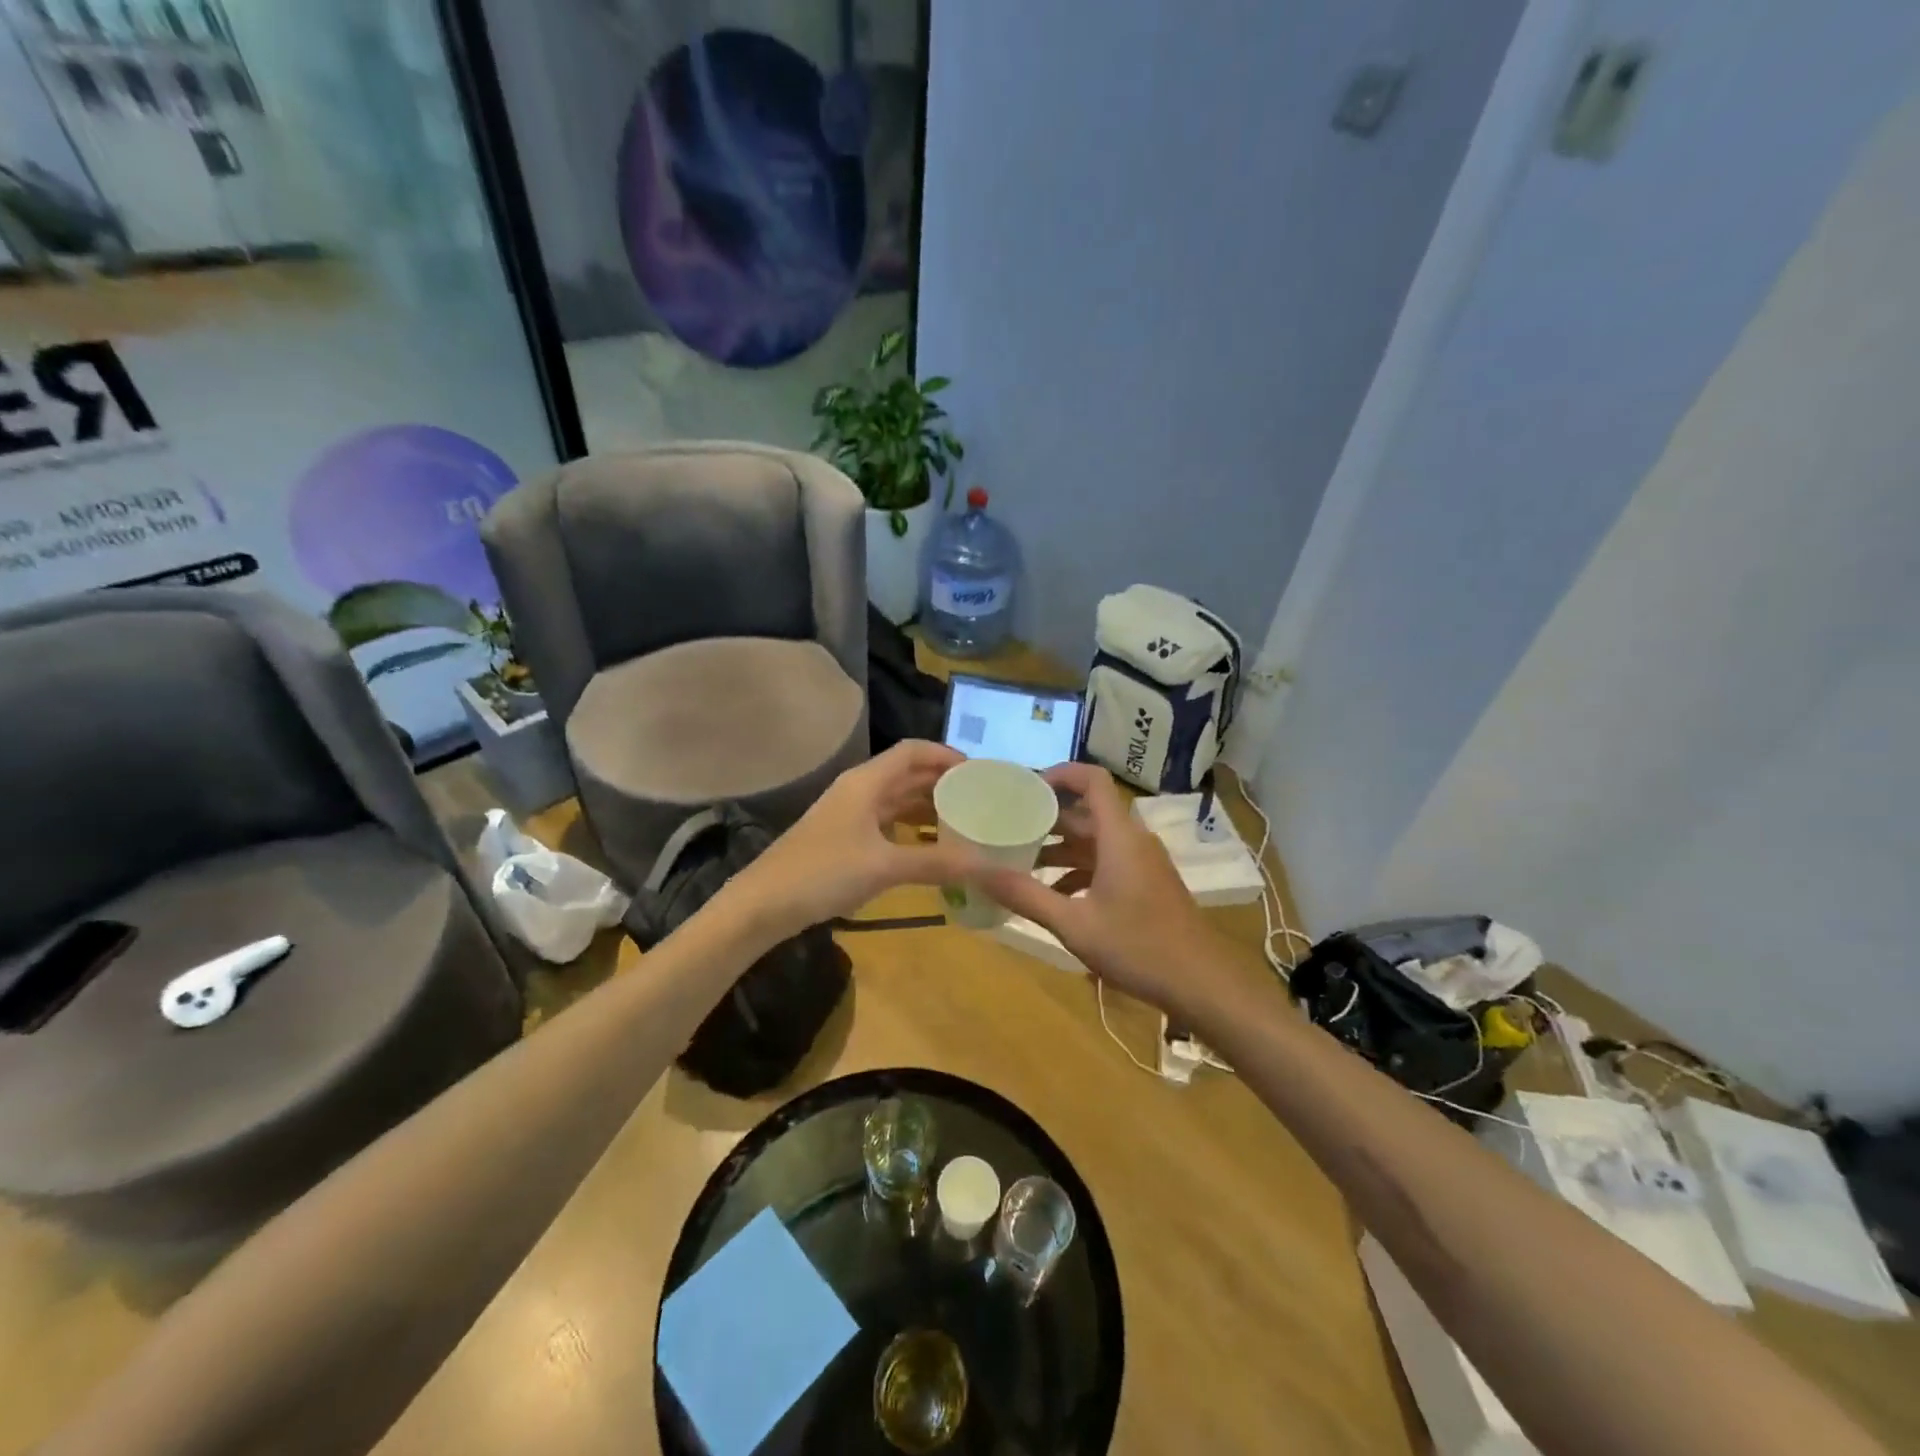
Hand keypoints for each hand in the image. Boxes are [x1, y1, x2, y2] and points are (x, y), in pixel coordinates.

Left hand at [728, 741, 983, 937]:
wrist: (763, 903)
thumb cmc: (823, 872)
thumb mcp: (884, 866)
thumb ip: (938, 863)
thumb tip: (992, 866)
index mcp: (867, 782)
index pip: (914, 752)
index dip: (947, 755)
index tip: (980, 773)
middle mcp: (860, 790)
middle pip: (908, 774)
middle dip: (944, 783)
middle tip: (982, 800)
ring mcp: (850, 815)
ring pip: (898, 801)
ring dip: (929, 808)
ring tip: (966, 823)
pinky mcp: (845, 839)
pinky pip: (888, 824)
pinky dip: (912, 830)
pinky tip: (932, 849)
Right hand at [980, 762, 1235, 1012]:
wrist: (1203, 984)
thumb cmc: (1138, 948)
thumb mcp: (1074, 924)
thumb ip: (1025, 896)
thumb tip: (976, 872)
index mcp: (1119, 837)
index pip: (1092, 780)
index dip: (1059, 773)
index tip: (1024, 788)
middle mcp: (1133, 841)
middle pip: (1088, 812)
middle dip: (1048, 817)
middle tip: (1008, 826)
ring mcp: (1143, 863)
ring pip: (1096, 840)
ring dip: (1061, 847)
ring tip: (1021, 860)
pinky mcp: (1148, 885)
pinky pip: (1107, 863)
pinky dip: (1079, 870)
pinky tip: (1054, 896)